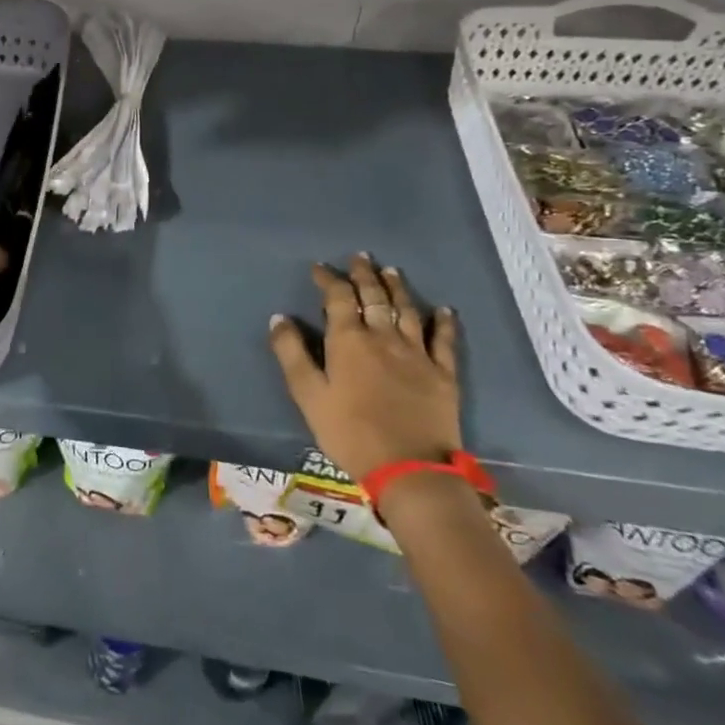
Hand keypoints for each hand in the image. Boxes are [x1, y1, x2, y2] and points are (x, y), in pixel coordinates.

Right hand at [267, 255, 461, 480]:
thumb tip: (280, 318)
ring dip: (397, 288)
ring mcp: (417, 354)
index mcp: (348, 340)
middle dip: (364, 275)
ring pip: (407, 311)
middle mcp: (383, 337)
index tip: (319, 268)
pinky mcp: (443, 374)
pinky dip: (443, 322)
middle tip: (360, 257)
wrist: (409, 468)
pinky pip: (444, 341)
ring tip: (391, 271)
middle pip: (374, 297)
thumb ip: (292, 354)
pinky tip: (444, 310)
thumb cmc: (348, 431)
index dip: (328, 279)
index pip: (338, 298)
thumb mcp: (308, 395)